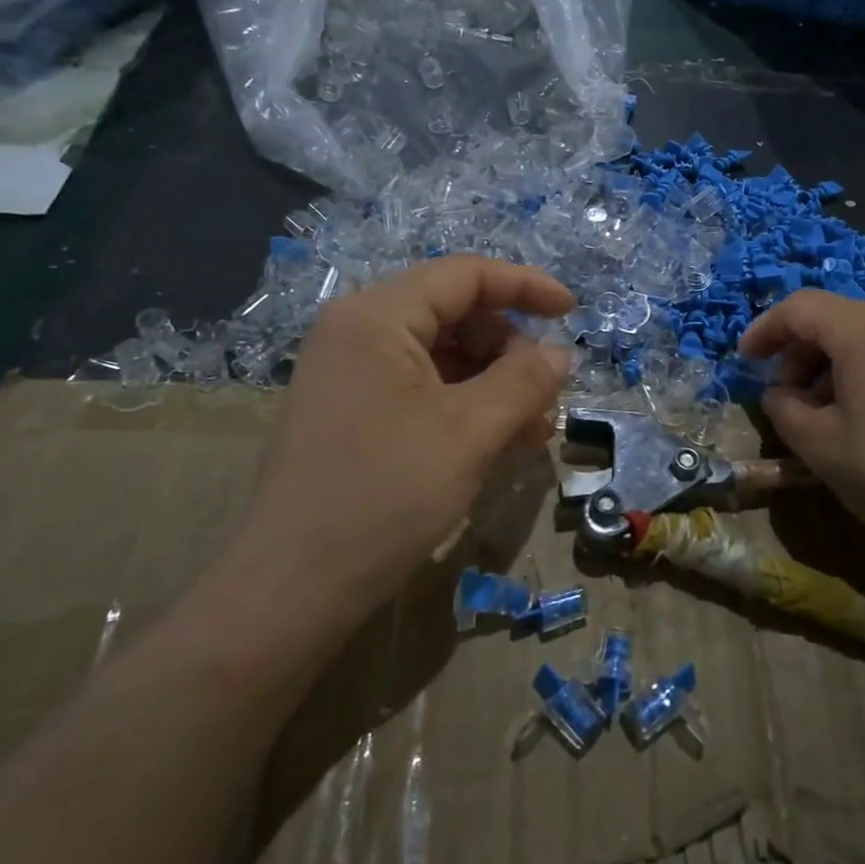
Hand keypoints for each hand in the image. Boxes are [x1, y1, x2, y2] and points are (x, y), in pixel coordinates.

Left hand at [230, 257, 573, 624]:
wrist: (292, 588)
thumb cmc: (384, 496)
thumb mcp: (469, 432)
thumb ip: (525, 381)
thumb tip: (560, 353)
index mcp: (376, 316)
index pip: (464, 275)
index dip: (525, 286)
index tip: (572, 311)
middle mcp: (357, 331)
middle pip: (455, 313)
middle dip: (510, 350)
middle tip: (546, 400)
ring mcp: (350, 372)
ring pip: (442, 354)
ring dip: (493, 383)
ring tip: (530, 432)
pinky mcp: (351, 410)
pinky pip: (421, 387)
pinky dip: (465, 405)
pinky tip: (494, 442)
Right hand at [738, 291, 864, 585]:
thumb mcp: (820, 447)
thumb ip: (784, 410)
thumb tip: (779, 395)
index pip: (802, 307)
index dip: (766, 329)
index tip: (746, 361)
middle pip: (838, 318)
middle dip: (801, 351)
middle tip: (787, 396)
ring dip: (835, 363)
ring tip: (826, 411)